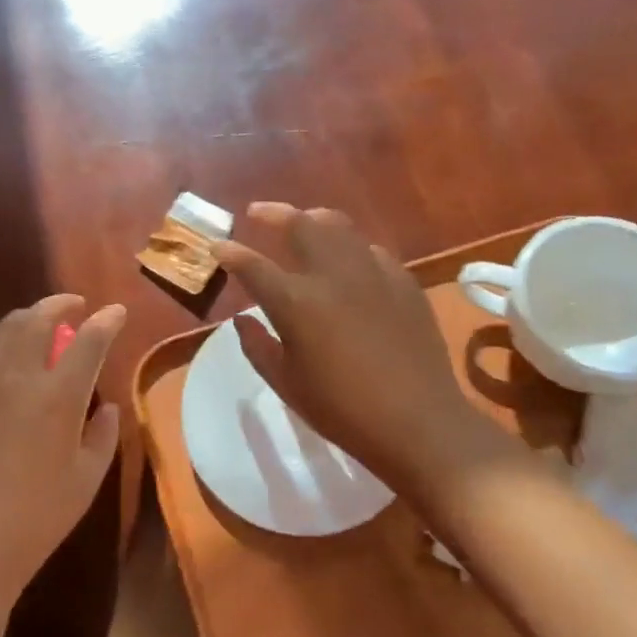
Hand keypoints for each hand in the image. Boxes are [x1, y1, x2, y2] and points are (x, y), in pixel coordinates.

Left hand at [0, 294, 125, 616]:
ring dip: (26, 318)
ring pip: (3, 330)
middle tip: (75, 305)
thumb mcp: (88, 477)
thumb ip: (103, 434)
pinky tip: (0, 357)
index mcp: (58, 396)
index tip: (116, 311)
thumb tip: (106, 408)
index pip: (88, 341)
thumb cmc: (40, 514)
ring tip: (39, 324)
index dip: (106, 321)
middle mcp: (18, 378)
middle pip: (37, 319)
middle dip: (59, 303)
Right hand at [215, 203, 521, 505]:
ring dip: (313, 219)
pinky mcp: (403, 282)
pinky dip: (352, 247)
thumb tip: (241, 318)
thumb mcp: (287, 384)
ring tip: (304, 222)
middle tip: (258, 213)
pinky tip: (350, 261)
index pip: (252, 265)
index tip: (218, 245)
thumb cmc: (342, 410)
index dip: (230, 253)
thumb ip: (257, 346)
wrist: (418, 422)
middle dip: (273, 213)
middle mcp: (332, 274)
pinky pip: (371, 250)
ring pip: (339, 227)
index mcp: (296, 302)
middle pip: (299, 224)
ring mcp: (372, 273)